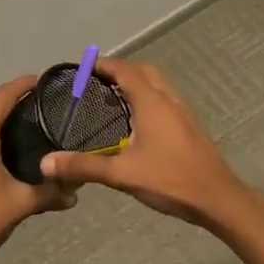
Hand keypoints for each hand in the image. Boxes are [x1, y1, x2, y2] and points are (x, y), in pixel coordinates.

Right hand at [39, 59, 260, 228]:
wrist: (218, 198)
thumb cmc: (170, 180)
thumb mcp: (122, 174)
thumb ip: (84, 167)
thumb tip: (46, 163)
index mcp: (151, 102)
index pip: (126, 71)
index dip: (105, 65)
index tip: (84, 66)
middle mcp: (169, 100)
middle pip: (145, 71)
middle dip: (122, 70)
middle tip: (99, 81)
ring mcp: (184, 112)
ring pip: (159, 84)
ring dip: (139, 82)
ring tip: (116, 97)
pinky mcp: (191, 126)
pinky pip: (167, 99)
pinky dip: (150, 97)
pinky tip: (139, 121)